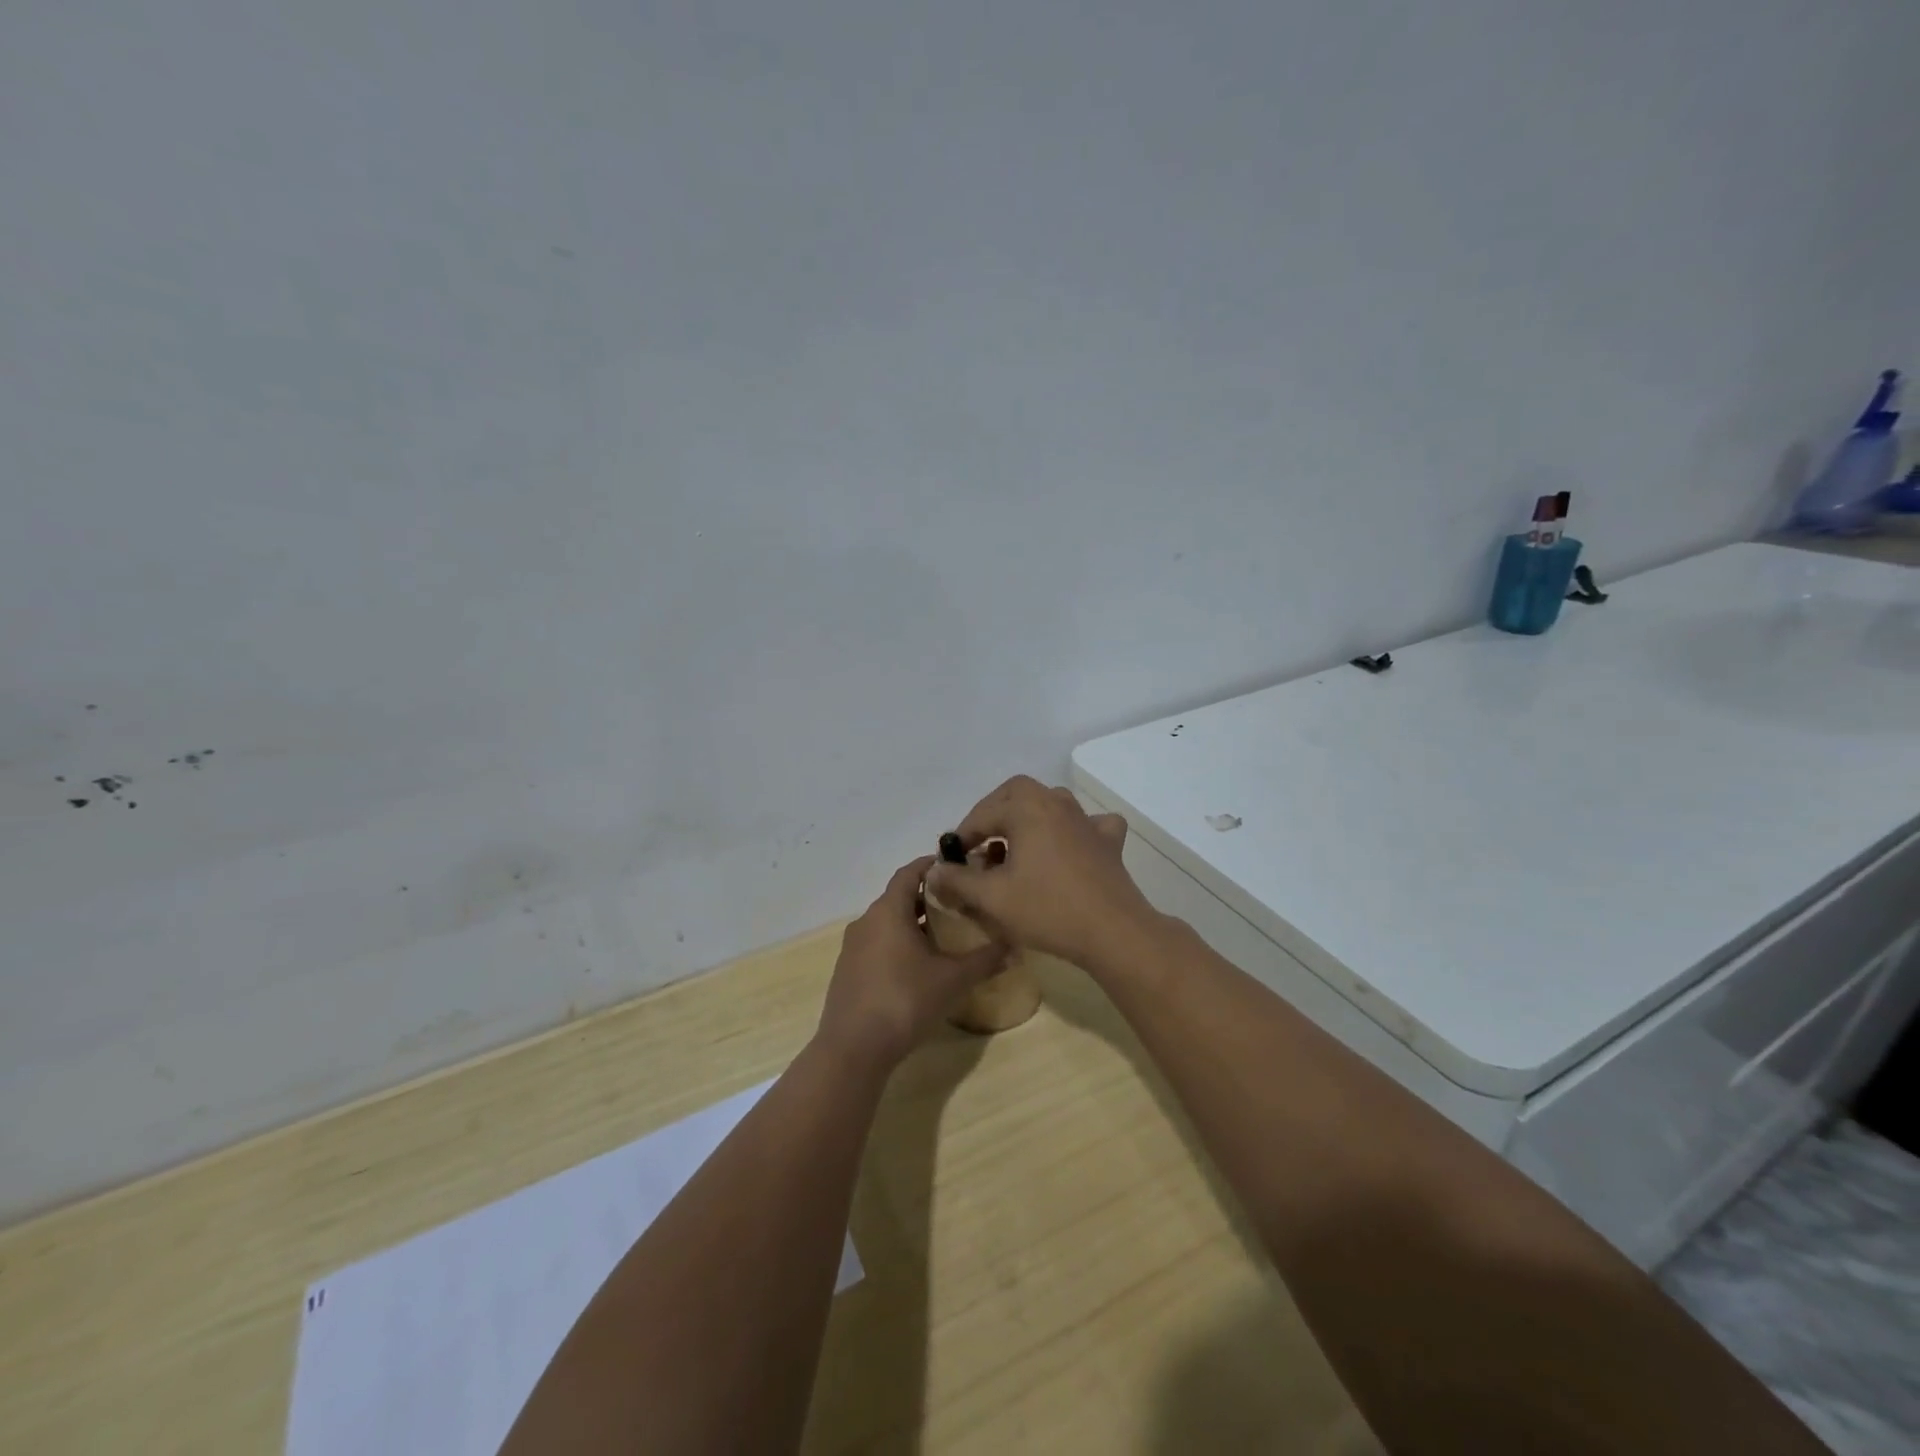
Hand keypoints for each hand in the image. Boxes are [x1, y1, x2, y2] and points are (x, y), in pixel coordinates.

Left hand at [814, 856, 1006, 1070]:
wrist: (854, 1049)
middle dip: (928, 897)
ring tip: (944, 935)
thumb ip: (984, 960)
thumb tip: (1014, 946)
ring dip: (913, 923)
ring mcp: (853, 948)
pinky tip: (918, 967)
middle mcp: (866, 921)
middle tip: (959, 904)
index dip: (932, 866)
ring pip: (887, 923)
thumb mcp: (953, 980)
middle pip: (899, 897)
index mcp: (888, 911)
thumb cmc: (905, 1001)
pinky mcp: (847, 972)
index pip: (909, 873)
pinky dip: (898, 945)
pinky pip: (876, 945)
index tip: (957, 868)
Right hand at [924, 777, 1158, 970]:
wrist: (1112, 932)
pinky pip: (1087, 824)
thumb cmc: (1047, 909)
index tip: (952, 860)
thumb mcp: (992, 898)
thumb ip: (958, 881)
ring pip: (1050, 804)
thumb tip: (934, 871)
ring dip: (1028, 819)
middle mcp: (1057, 803)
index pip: (983, 814)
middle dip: (994, 813)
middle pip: (1017, 793)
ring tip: (1016, 848)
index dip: (963, 836)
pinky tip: (1069, 846)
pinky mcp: (1107, 842)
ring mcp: (1086, 820)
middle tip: (981, 843)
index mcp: (1027, 808)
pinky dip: (1073, 830)